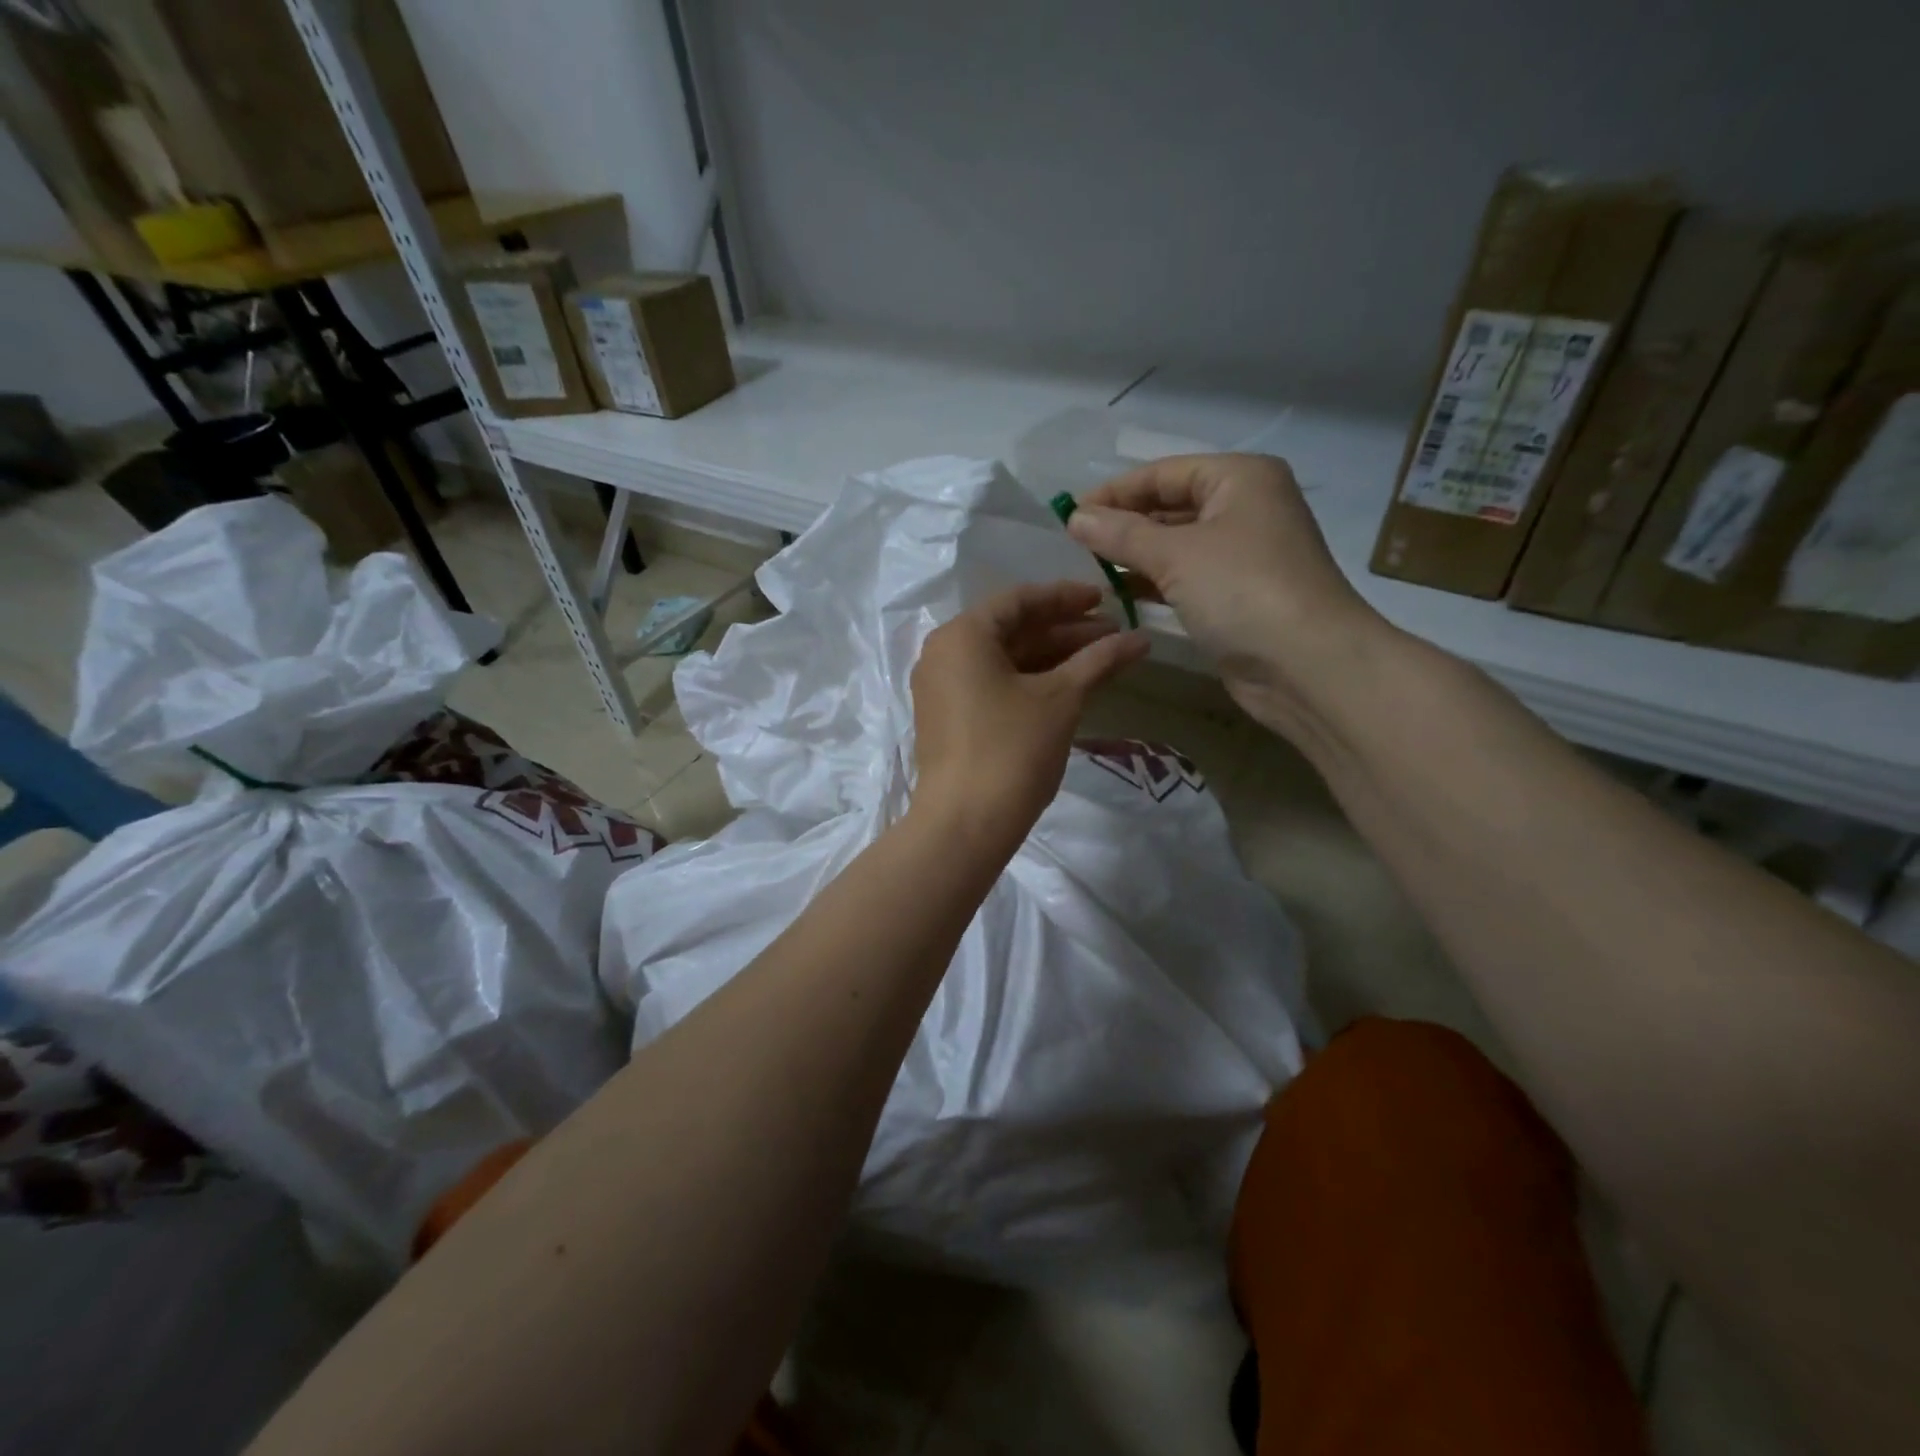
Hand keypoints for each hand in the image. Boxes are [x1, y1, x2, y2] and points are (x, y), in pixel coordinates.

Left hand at [910, 582, 1147, 855]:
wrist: (966, 824)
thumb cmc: (1012, 749)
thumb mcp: (1061, 699)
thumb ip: (1099, 661)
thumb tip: (1141, 640)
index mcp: (962, 635)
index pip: (1019, 600)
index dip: (1066, 598)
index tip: (1105, 600)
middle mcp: (944, 654)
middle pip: (1012, 630)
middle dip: (1065, 631)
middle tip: (1113, 634)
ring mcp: (942, 688)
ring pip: (1004, 660)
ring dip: (1052, 658)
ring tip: (1102, 660)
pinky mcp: (948, 719)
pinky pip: (993, 685)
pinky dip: (1030, 682)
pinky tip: (1069, 687)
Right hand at [1066, 453, 1388, 732]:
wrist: (1307, 664)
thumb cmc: (1243, 590)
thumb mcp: (1175, 554)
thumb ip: (1121, 534)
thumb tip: (1075, 517)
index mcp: (1240, 479)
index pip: (1164, 473)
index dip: (1116, 491)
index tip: (1071, 514)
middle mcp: (1246, 508)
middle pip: (1172, 507)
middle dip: (1125, 525)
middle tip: (1076, 545)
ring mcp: (1245, 555)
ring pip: (1179, 546)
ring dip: (1137, 557)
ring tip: (1090, 570)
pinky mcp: (1239, 596)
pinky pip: (1188, 578)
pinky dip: (1156, 584)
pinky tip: (1122, 595)